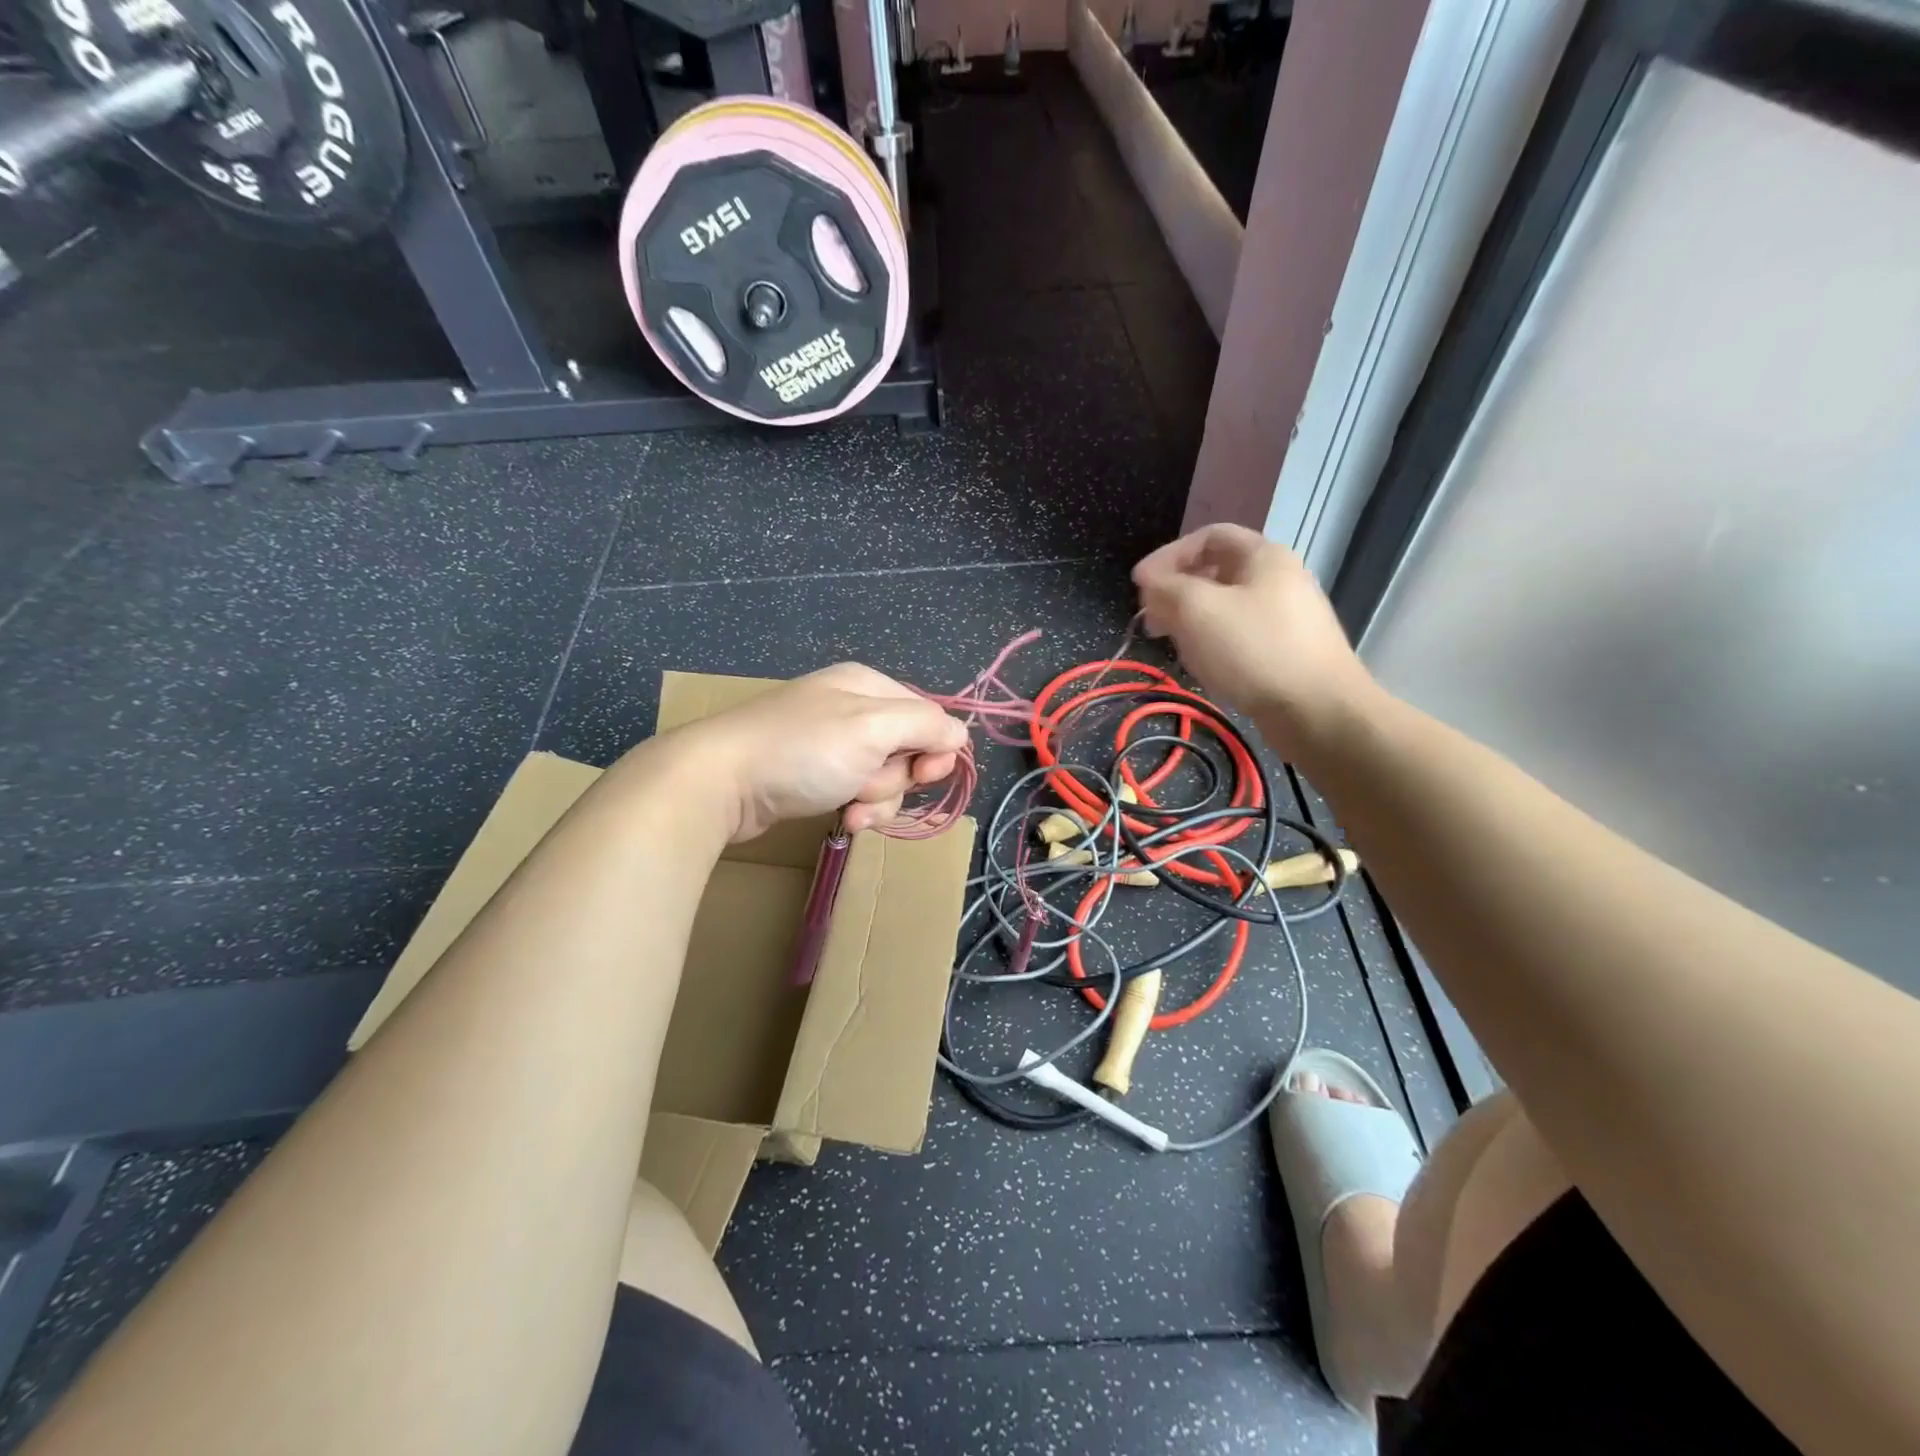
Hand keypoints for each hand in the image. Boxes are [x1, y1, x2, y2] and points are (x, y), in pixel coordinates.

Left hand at [687, 663, 969, 840]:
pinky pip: (855, 791)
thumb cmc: (802, 751)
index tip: (924, 776)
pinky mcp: (813, 774)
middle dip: (895, 779)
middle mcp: (852, 709)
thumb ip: (926, 725)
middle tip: (866, 787)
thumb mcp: (873, 729)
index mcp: (868, 686)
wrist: (718, 782)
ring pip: (883, 777)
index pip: (929, 716)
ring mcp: (830, 743)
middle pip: (907, 750)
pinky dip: (854, 807)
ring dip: (876, 800)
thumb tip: (959, 735)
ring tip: (849, 809)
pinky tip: (840, 818)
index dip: (935, 749)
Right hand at [1133, 524, 1377, 751]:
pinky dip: (1213, 643)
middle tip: (1151, 619)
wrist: (1318, 711)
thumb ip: (1166, 587)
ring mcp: (1286, 616)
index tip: (1140, 585)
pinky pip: (1240, 635)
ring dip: (1191, 620)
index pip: (1207, 537)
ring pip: (1225, 607)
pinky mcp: (1286, 650)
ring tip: (1173, 644)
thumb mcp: (1198, 610)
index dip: (1167, 556)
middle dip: (1176, 592)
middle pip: (1215, 572)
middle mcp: (1279, 578)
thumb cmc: (1254, 650)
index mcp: (1263, 556)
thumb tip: (1148, 579)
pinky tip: (1203, 665)